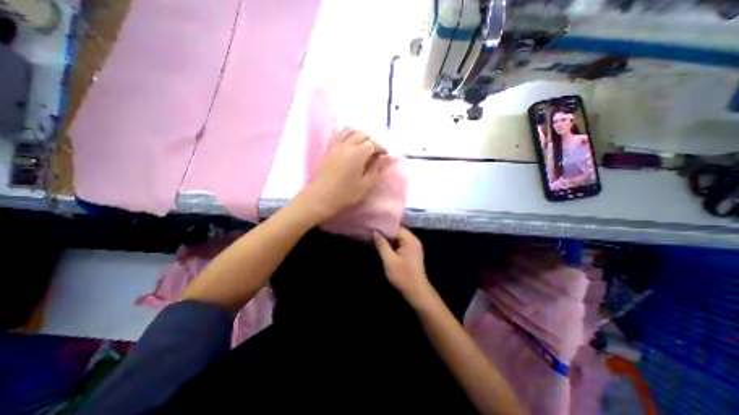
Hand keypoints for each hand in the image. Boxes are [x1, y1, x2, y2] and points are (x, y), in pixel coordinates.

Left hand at [296, 128, 388, 221]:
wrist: (320, 198)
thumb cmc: (345, 194)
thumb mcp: (365, 185)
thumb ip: (376, 169)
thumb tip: (385, 158)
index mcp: (357, 154)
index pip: (373, 143)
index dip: (382, 147)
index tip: (386, 155)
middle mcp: (346, 145)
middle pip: (362, 134)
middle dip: (372, 140)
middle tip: (377, 151)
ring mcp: (335, 145)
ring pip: (349, 130)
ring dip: (359, 134)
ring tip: (364, 144)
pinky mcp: (328, 149)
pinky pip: (339, 135)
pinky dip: (347, 135)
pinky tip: (350, 143)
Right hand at [373, 229, 433, 306]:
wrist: (416, 291)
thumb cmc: (403, 275)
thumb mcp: (389, 260)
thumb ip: (382, 244)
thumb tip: (375, 232)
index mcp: (410, 240)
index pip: (396, 227)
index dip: (384, 227)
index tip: (373, 227)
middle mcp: (414, 240)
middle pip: (398, 231)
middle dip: (386, 233)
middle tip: (372, 233)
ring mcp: (414, 247)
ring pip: (399, 238)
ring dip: (389, 239)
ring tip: (376, 239)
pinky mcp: (412, 253)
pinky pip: (401, 244)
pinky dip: (393, 244)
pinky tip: (384, 246)